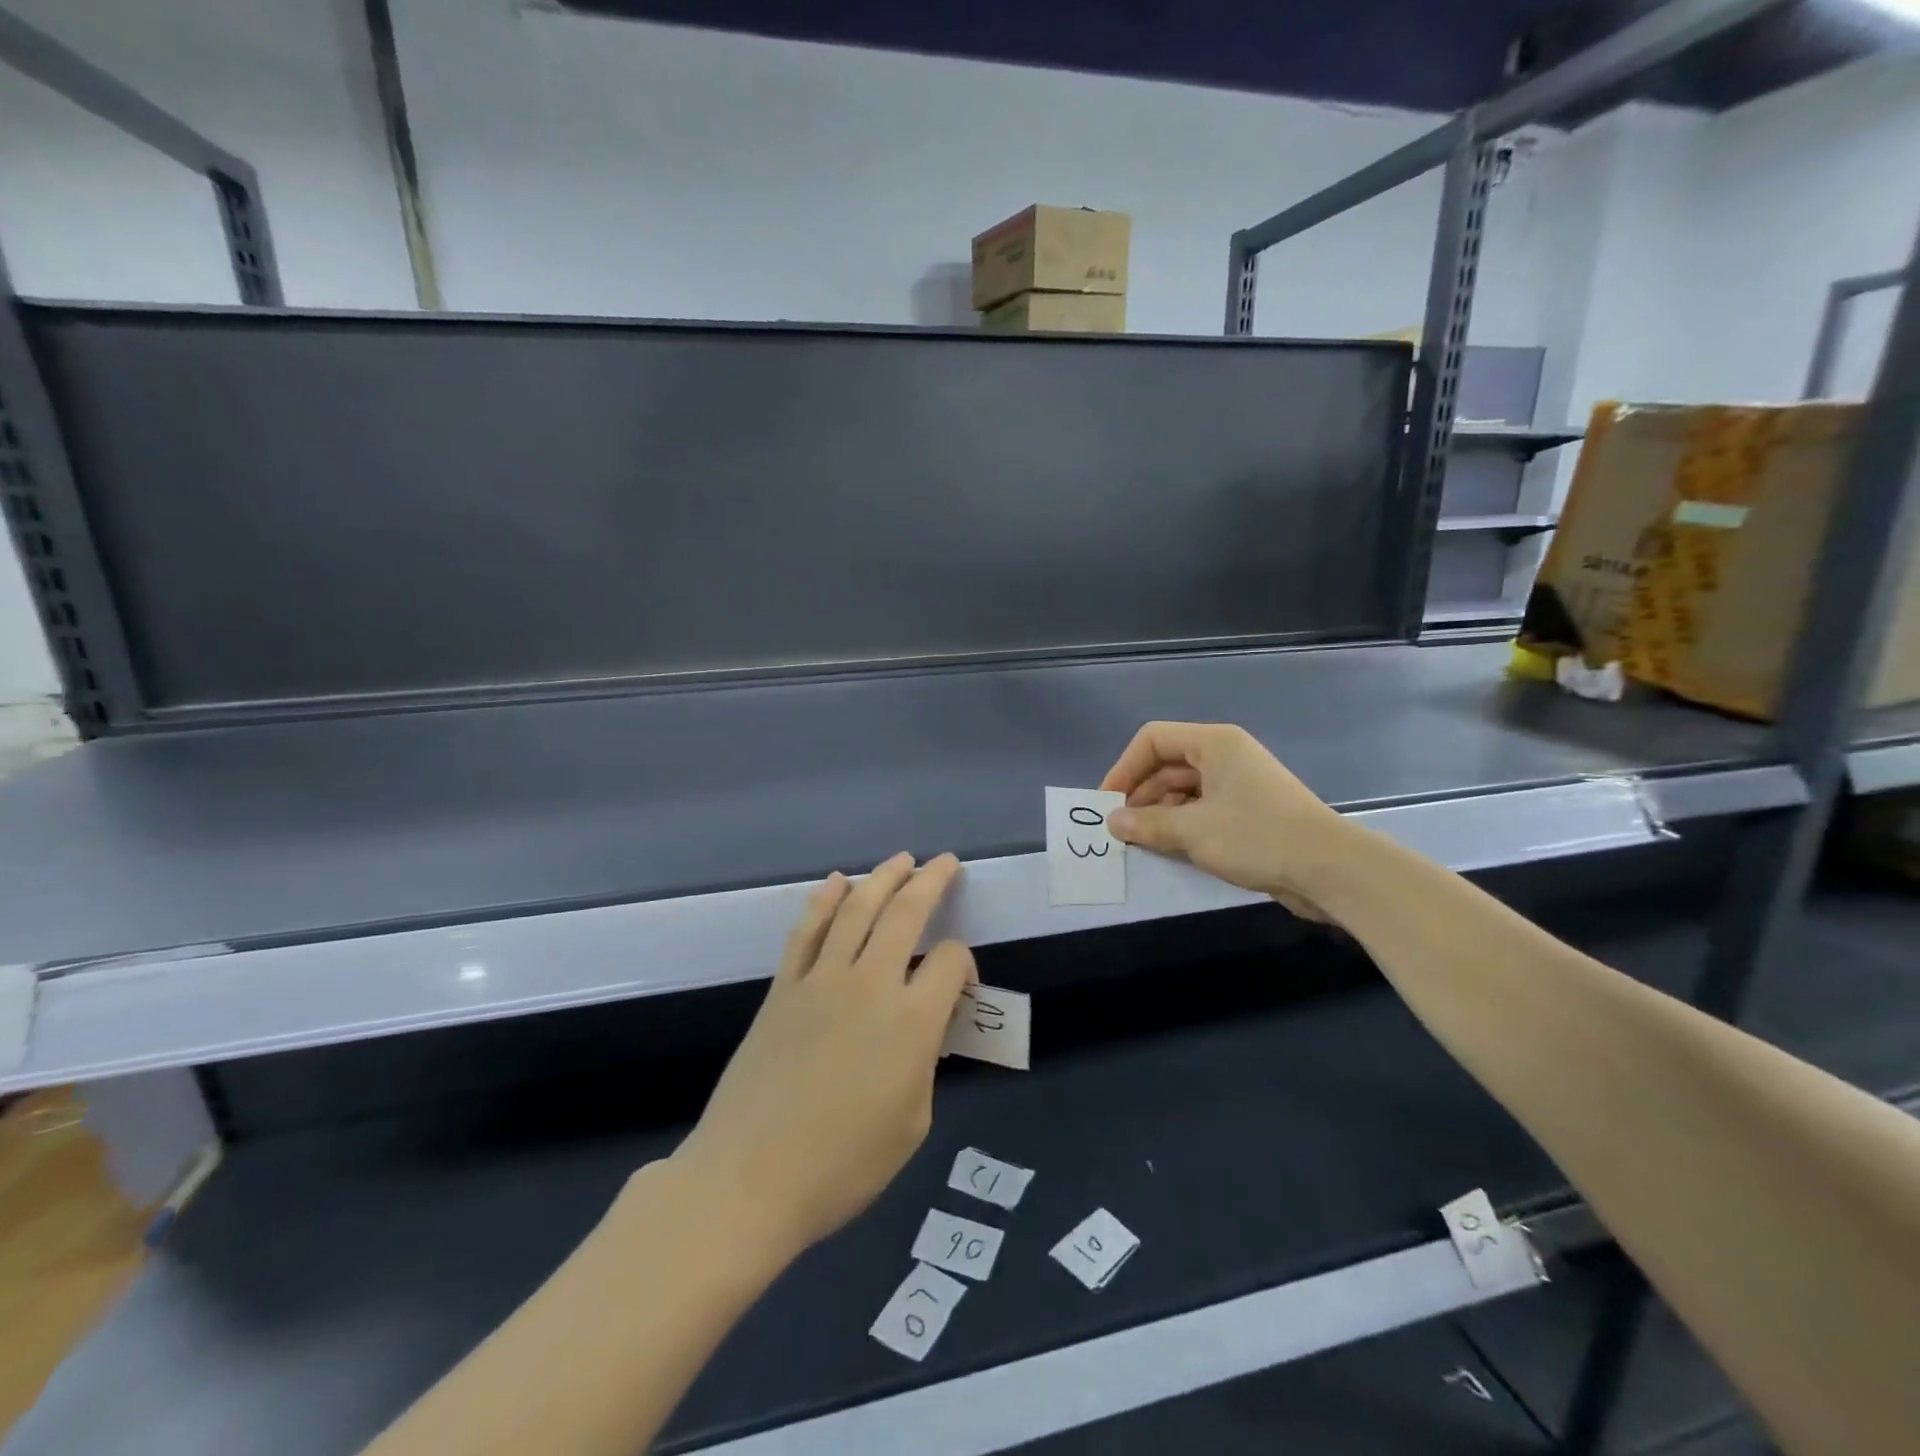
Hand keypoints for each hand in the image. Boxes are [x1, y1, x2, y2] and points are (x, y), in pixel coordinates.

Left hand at [670, 853, 975, 1261]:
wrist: (749, 1178)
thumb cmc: (842, 1166)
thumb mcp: (912, 1123)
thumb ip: (925, 1062)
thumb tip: (923, 1026)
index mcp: (912, 1021)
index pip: (951, 961)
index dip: (965, 963)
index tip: (962, 985)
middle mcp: (870, 984)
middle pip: (906, 913)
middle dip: (930, 881)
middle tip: (944, 862)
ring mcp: (821, 979)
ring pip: (856, 908)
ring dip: (882, 877)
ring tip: (901, 860)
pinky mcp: (783, 987)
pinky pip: (807, 930)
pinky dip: (824, 899)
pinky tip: (837, 882)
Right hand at [1099, 721, 1353, 920]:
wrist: (1331, 869)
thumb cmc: (1257, 836)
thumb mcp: (1193, 831)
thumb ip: (1147, 824)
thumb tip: (1112, 823)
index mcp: (1214, 743)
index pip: (1153, 740)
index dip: (1124, 768)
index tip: (1107, 803)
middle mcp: (1225, 756)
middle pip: (1167, 764)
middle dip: (1139, 794)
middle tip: (1119, 829)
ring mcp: (1239, 784)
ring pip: (1183, 789)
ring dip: (1159, 813)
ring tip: (1140, 842)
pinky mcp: (1249, 812)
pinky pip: (1202, 809)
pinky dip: (1182, 824)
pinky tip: (1169, 849)